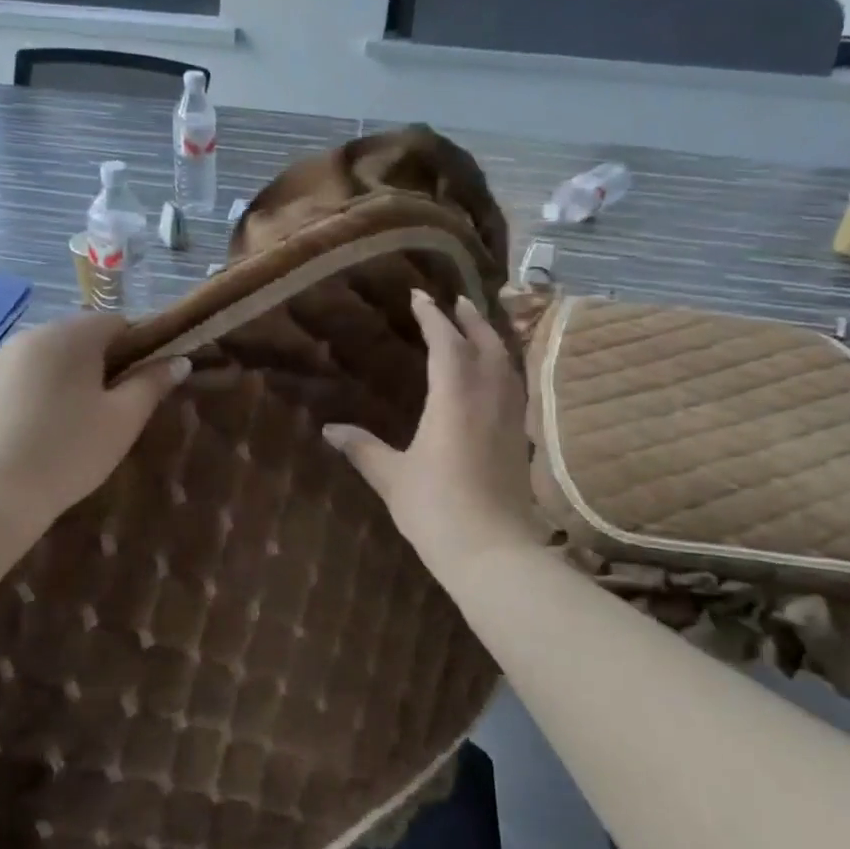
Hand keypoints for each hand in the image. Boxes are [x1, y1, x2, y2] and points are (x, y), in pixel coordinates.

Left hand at [0, 314, 188, 530]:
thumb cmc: (69, 453)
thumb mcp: (123, 421)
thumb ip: (152, 384)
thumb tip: (178, 360)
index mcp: (69, 337)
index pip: (114, 323)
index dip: (134, 348)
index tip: (136, 385)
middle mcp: (26, 337)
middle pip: (72, 340)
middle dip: (91, 366)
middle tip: (101, 412)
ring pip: (35, 362)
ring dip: (52, 381)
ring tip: (57, 428)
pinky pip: (3, 384)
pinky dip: (17, 399)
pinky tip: (20, 437)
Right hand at [324, 290, 543, 572]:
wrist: (492, 552)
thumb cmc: (436, 509)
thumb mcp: (392, 477)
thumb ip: (362, 448)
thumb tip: (329, 429)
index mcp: (454, 398)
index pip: (446, 343)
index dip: (432, 317)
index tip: (419, 296)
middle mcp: (487, 398)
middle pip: (484, 344)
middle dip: (469, 319)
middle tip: (456, 300)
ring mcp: (510, 418)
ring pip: (506, 364)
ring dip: (491, 339)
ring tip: (477, 328)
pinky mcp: (520, 439)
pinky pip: (514, 387)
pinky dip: (503, 368)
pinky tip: (495, 377)